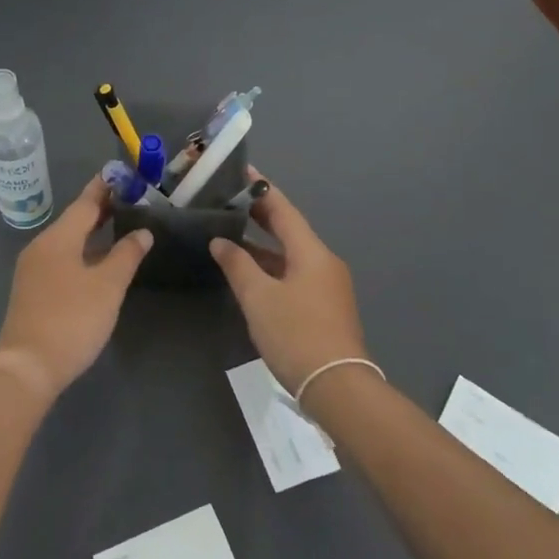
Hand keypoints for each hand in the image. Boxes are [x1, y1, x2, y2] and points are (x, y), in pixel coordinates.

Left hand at [0, 177, 152, 398]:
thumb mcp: (108, 286)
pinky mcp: (33, 291)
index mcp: (58, 238)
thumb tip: (142, 232)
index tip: (122, 174)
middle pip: (74, 220)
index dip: (105, 188)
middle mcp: (41, 247)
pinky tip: (98, 262)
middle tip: (129, 199)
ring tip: (119, 226)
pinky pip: (61, 259)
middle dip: (101, 209)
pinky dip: (82, 252)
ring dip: (92, 232)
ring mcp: (33, 270)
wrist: (27, 366)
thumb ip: (126, 255)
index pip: (85, 203)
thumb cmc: (72, 319)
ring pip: (67, 241)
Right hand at [209, 172, 367, 393]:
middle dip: (260, 215)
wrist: (337, 387)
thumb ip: (237, 265)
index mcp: (311, 252)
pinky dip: (271, 267)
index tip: (242, 171)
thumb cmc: (296, 334)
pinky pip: (293, 274)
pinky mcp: (324, 307)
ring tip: (230, 233)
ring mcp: (326, 286)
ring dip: (262, 245)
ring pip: (290, 254)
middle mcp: (323, 262)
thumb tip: (221, 241)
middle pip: (289, 230)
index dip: (261, 190)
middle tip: (230, 200)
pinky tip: (249, 272)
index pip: (283, 209)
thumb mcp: (258, 297)